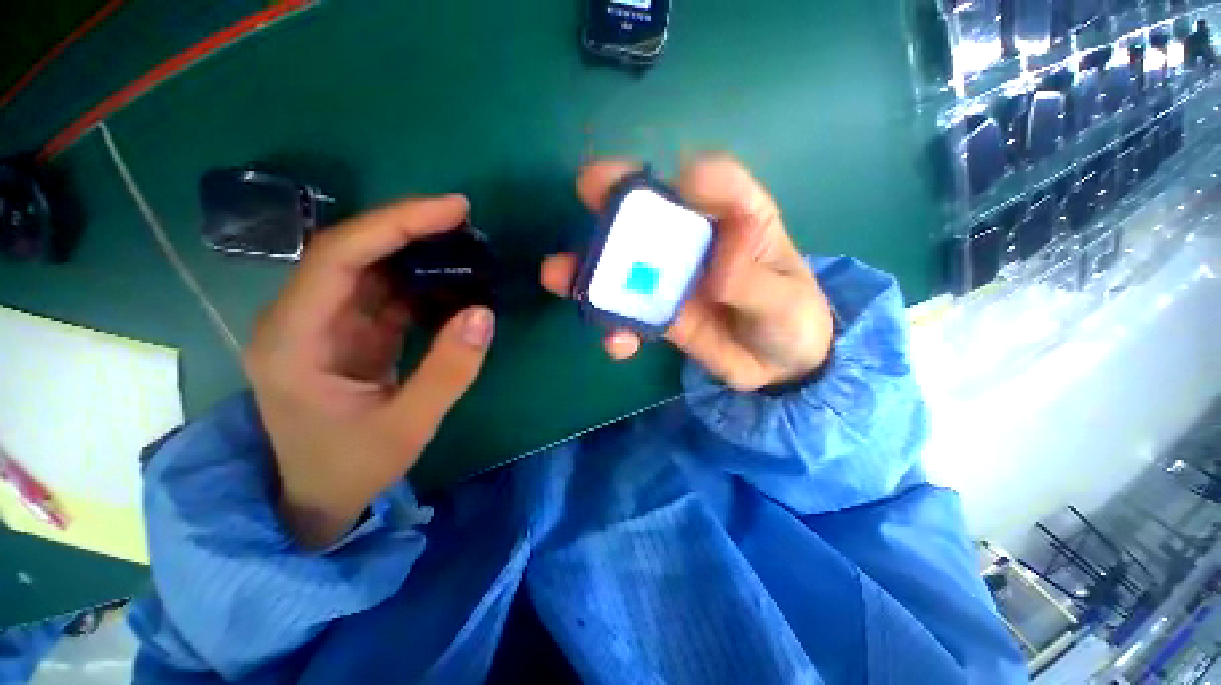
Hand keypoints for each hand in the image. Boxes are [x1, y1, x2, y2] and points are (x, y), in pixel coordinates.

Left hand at [245, 196, 495, 547]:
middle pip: (350, 251)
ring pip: (368, 267)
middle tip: (463, 217)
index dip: (394, 224)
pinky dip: (418, 280)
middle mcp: (299, 319)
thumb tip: (484, 313)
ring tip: (464, 242)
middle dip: (406, 227)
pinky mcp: (348, 333)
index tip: (451, 210)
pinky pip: (383, 293)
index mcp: (294, 339)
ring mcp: (324, 324)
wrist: (319, 495)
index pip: (338, 257)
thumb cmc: (352, 466)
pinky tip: (451, 277)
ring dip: (414, 250)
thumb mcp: (409, 425)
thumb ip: (449, 370)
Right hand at [541, 154, 833, 391]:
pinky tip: (617, 343)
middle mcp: (694, 241)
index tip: (680, 182)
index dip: (697, 176)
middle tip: (587, 189)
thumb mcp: (783, 301)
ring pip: (626, 263)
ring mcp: (671, 279)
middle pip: (653, 212)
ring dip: (590, 267)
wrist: (777, 365)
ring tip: (560, 277)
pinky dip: (615, 325)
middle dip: (616, 200)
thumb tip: (715, 267)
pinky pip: (628, 315)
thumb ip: (752, 282)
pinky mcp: (658, 314)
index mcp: (736, 220)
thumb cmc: (791, 319)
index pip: (718, 180)